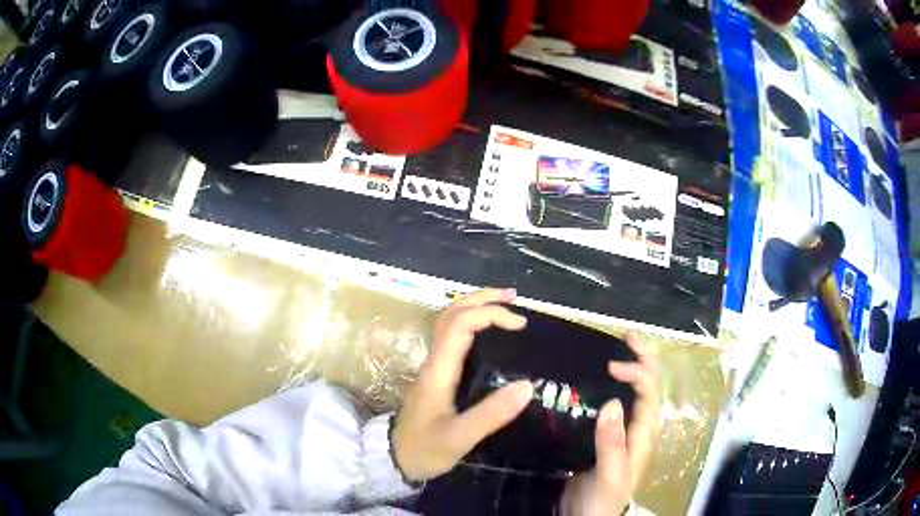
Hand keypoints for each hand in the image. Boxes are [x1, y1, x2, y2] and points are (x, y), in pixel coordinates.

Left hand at [391, 288, 533, 481]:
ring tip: (506, 306)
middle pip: (451, 313)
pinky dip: (473, 325)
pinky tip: (490, 334)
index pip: (460, 324)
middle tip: (515, 297)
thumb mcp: (459, 437)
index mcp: (439, 369)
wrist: (394, 459)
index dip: (490, 314)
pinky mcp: (437, 375)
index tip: (520, 325)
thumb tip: (528, 386)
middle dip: (482, 299)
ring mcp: (434, 366)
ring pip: (450, 323)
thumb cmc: (425, 448)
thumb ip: (492, 414)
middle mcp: (434, 360)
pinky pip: (453, 338)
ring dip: (476, 307)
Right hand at [560, 334, 660, 515]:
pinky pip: (617, 401)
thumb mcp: (610, 474)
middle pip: (651, 385)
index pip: (650, 392)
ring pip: (637, 391)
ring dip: (633, 365)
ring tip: (619, 346)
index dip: (637, 372)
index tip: (611, 365)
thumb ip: (613, 443)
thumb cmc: (602, 499)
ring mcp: (625, 429)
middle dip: (645, 357)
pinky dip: (614, 383)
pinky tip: (600, 377)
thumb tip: (612, 402)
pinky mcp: (608, 434)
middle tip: (628, 335)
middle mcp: (639, 426)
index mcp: (644, 433)